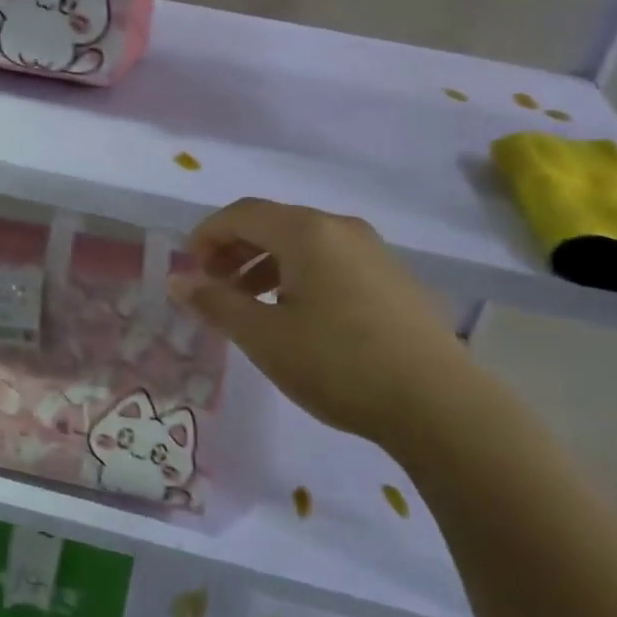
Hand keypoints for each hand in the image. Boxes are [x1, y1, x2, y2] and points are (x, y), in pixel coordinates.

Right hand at [169, 198, 477, 447]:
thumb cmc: (339, 364)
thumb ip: (216, 303)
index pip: (241, 213)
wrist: (438, 403)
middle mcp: (340, 228)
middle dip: (234, 250)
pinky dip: (297, 274)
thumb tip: (178, 282)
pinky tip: (295, 314)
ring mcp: (372, 250)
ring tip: (248, 303)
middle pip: (272, 223)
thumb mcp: (264, 336)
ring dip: (264, 264)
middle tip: (213, 287)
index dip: (207, 234)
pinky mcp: (391, 276)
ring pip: (302, 242)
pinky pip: (330, 260)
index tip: (188, 269)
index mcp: (307, 231)